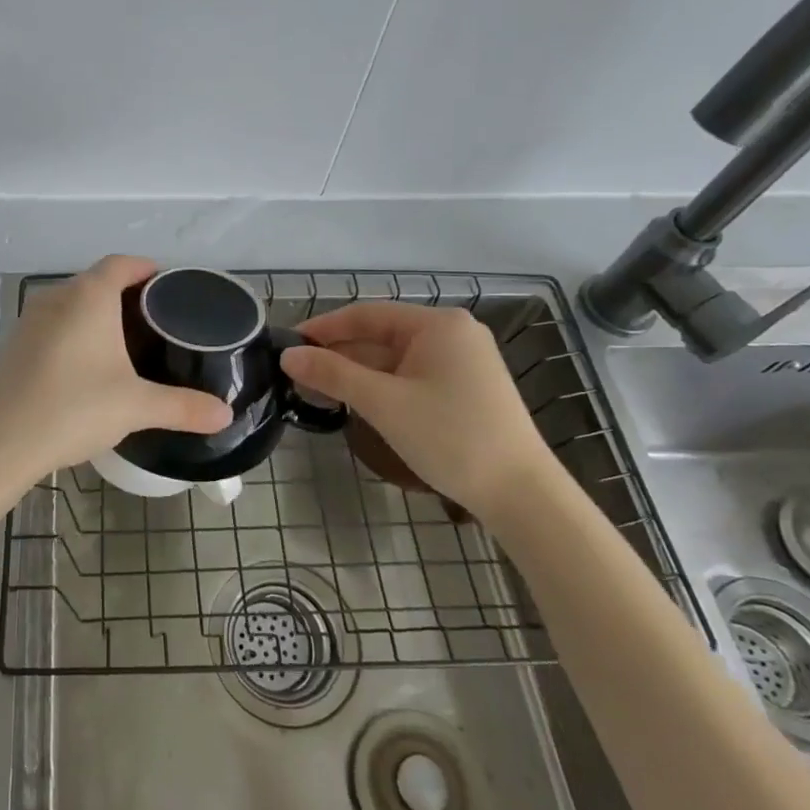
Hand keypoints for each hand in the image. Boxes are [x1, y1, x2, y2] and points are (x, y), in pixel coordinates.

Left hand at [0, 256, 233, 488]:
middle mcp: (57, 297)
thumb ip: (184, 407)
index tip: (169, 288)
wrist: (0, 443)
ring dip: (97, 313)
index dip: (147, 269)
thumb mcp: (136, 406)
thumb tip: (225, 414)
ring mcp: (30, 320)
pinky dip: (74, 331)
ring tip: (125, 342)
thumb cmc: (74, 409)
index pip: (122, 263)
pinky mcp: (15, 344)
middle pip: (97, 280)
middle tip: (156, 321)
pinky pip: (54, 323)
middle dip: (126, 293)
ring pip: (72, 302)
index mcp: (89, 296)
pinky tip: (86, 364)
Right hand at [279, 303, 558, 526]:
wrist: (521, 495)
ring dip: (357, 373)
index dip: (323, 328)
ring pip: (394, 358)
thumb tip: (288, 356)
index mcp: (437, 324)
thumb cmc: (451, 437)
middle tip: (297, 374)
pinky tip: (356, 402)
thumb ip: (333, 374)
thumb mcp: (384, 403)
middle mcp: (453, 334)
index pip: (366, 314)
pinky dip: (381, 386)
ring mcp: (462, 362)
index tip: (288, 345)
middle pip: (380, 335)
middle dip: (339, 354)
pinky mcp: (465, 389)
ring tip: (317, 390)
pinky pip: (411, 376)